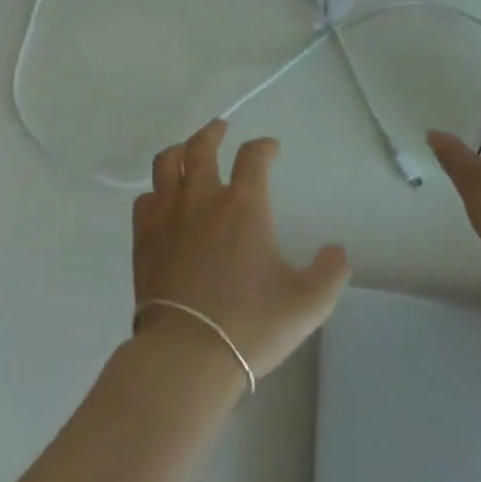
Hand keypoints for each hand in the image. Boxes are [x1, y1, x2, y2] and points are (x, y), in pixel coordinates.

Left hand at [131, 121, 350, 379]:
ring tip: (185, 150)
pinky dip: (155, 191)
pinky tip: (160, 199)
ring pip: (166, 163)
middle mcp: (202, 198)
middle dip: (213, 132)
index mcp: (243, 206)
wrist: (187, 353)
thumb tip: (337, 250)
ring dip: (178, 150)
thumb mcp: (307, 304)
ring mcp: (167, 214)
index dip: (263, 147)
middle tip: (220, 128)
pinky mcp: (143, 235)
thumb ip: (330, 273)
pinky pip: (144, 198)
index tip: (270, 149)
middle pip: (201, 147)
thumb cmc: (250, 325)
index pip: (253, 157)